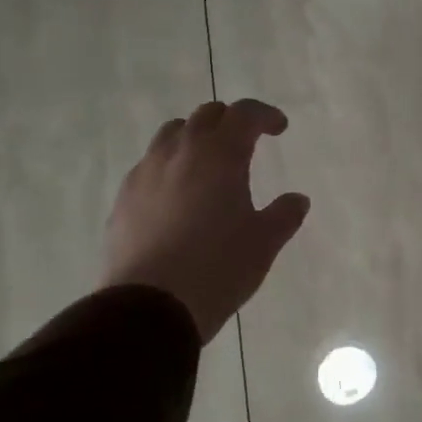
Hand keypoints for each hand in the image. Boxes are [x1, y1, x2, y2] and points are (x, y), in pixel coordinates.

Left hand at [103, 99, 310, 343]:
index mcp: (219, 155)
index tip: (279, 128)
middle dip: (230, 121)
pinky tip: (178, 196)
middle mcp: (180, 153)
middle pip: (205, 116)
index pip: (244, 114)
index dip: (265, 115)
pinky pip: (149, 165)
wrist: (149, 307)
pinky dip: (170, 166)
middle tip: (246, 141)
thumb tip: (297, 199)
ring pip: (171, 134)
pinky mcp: (124, 199)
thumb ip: (284, 215)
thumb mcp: (264, 243)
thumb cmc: (218, 268)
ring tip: (208, 164)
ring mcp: (145, 173)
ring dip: (195, 138)